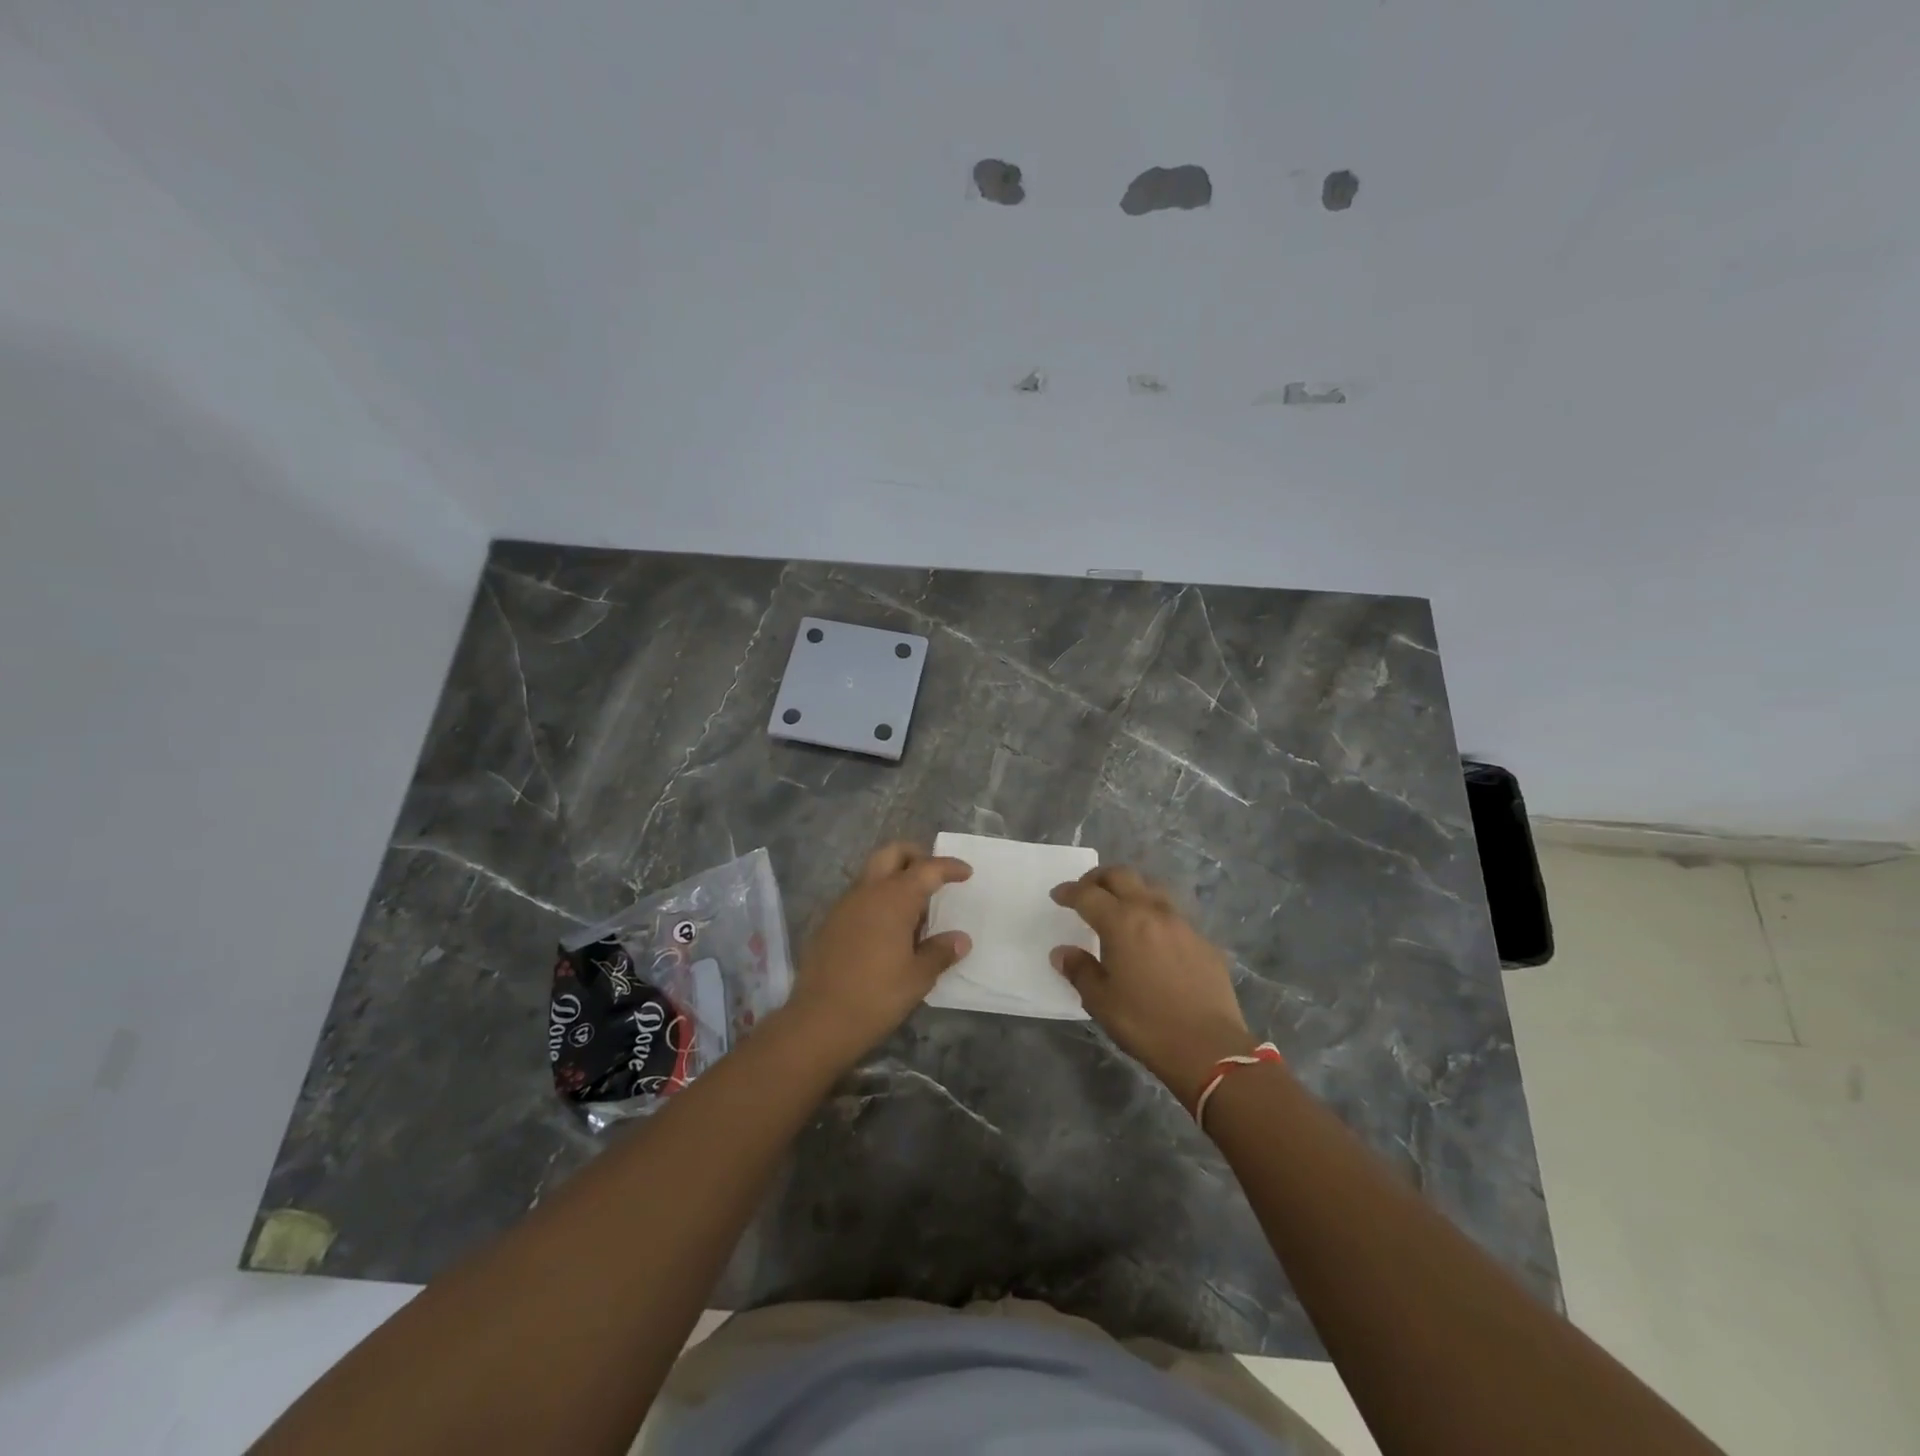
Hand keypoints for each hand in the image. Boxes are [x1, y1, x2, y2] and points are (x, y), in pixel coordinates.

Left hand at [783, 841, 972, 1065]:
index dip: (949, 867)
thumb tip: (960, 939)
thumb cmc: (876, 996)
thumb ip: (940, 952)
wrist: (818, 1021)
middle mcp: (867, 891)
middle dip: (916, 856)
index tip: (966, 872)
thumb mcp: (918, 977)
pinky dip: (878, 899)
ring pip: (873, 873)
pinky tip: (888, 930)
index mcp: (893, 898)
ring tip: (914, 911)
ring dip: (895, 879)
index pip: (927, 869)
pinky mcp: (829, 922)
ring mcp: (844, 905)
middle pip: (892, 854)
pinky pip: (859, 896)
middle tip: (934, 877)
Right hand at [1051, 866, 1256, 1109]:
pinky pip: (1174, 915)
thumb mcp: (1101, 1001)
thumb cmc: (1145, 1023)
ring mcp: (1182, 924)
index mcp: (1122, 923)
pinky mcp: (1204, 941)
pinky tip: (1153, 938)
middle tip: (1086, 891)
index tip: (1058, 895)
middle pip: (1122, 876)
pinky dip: (1155, 915)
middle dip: (1099, 878)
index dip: (1070, 891)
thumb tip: (1062, 952)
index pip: (1088, 894)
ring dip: (1131, 890)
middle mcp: (1152, 912)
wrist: (1209, 1047)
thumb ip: (1079, 970)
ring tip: (1121, 908)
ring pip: (1152, 889)